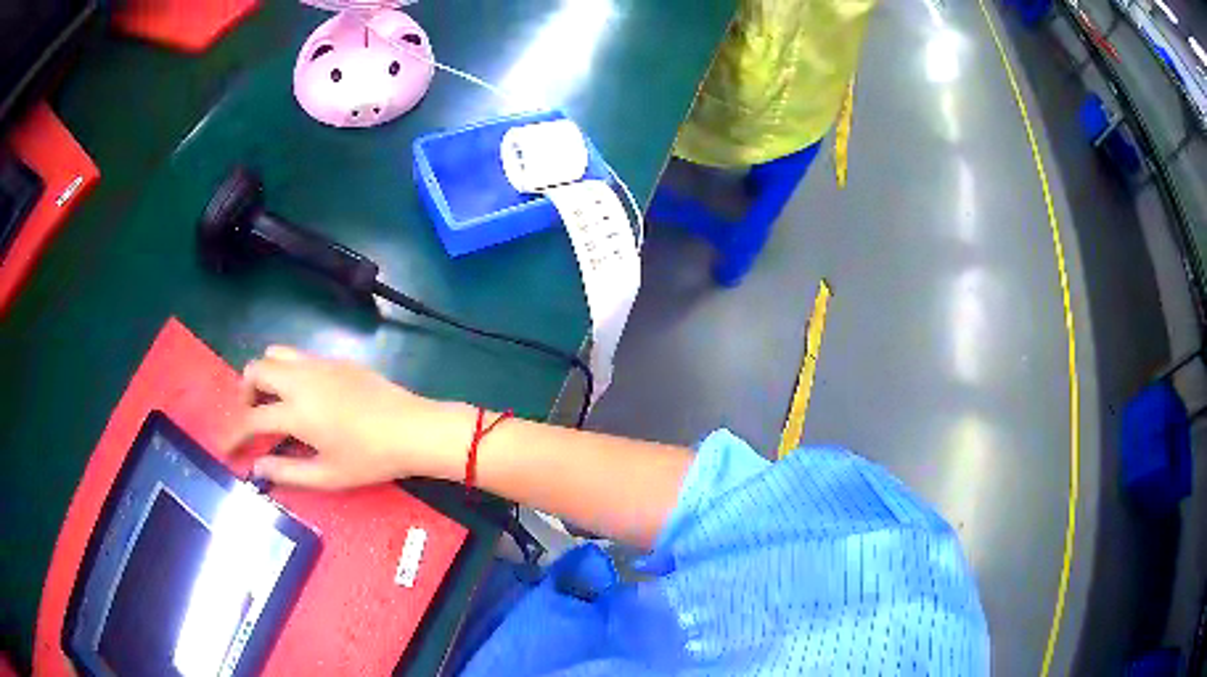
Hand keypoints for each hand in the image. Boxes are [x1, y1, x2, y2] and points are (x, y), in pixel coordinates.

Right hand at [226, 346, 469, 489]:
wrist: (414, 428)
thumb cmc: (371, 458)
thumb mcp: (328, 476)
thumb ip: (287, 472)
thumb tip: (257, 467)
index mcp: (296, 411)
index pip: (251, 419)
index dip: (232, 434)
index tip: (224, 447)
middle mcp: (301, 379)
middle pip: (255, 369)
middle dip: (244, 393)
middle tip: (252, 417)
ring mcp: (320, 365)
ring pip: (276, 354)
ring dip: (264, 374)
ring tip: (272, 403)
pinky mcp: (337, 360)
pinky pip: (299, 356)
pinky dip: (287, 371)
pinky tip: (303, 397)